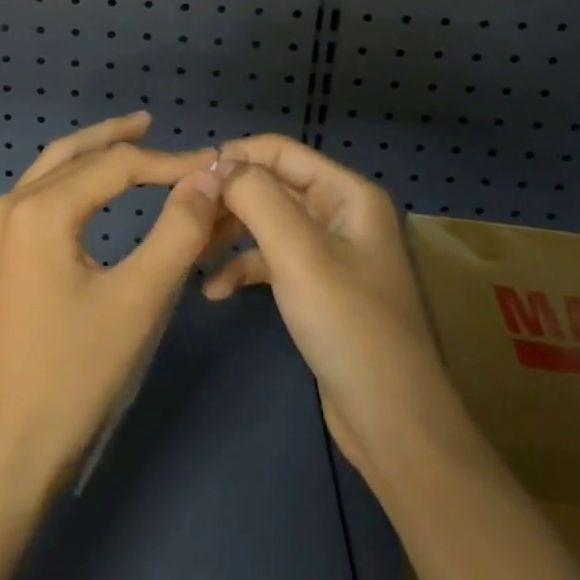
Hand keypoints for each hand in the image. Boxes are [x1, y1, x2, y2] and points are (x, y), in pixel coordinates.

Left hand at [0, 113, 224, 499]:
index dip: (169, 163)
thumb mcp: (139, 301)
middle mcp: (11, 205)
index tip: (213, 167)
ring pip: (51, 169)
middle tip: (155, 124)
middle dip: (118, 138)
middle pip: (74, 153)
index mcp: (41, 209)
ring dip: (92, 154)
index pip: (116, 165)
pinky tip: (94, 189)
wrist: (1, 451)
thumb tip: (208, 178)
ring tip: (130, 142)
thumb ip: (179, 231)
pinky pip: (40, 195)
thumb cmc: (74, 376)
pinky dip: (73, 180)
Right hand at [202, 135, 441, 480]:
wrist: (395, 428)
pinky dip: (242, 268)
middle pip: (270, 186)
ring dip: (228, 235)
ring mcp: (329, 252)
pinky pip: (271, 260)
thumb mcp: (298, 254)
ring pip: (266, 223)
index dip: (234, 157)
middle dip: (227, 200)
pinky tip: (213, 290)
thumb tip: (218, 165)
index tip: (189, 178)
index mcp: (347, 194)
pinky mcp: (317, 287)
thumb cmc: (349, 327)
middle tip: (185, 219)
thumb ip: (256, 198)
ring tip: (190, 252)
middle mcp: (339, 213)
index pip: (279, 151)